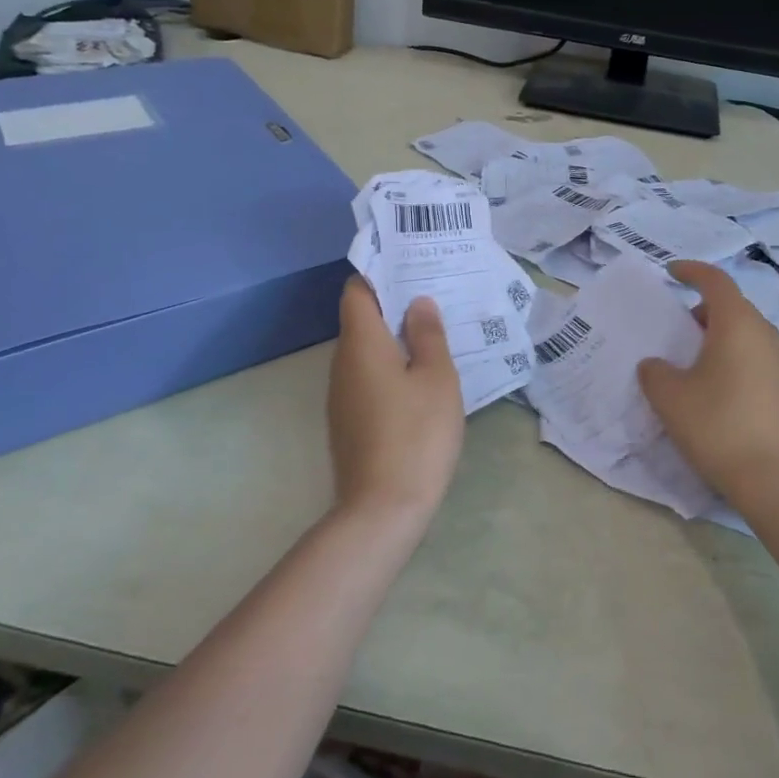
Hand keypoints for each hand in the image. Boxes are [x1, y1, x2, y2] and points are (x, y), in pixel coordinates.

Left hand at [326, 277, 465, 522]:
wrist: (383, 509)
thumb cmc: (416, 433)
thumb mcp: (436, 377)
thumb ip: (428, 334)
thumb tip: (418, 303)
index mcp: (361, 343)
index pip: (357, 290)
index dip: (380, 274)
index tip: (412, 268)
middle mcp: (342, 363)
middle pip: (362, 319)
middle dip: (395, 305)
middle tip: (435, 297)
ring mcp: (342, 395)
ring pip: (366, 351)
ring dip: (395, 338)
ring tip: (435, 334)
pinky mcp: (349, 421)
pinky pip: (368, 378)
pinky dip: (391, 368)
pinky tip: (421, 379)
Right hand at [637, 261, 778, 507]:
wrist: (774, 480)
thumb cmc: (717, 426)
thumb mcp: (669, 398)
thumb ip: (655, 372)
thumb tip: (656, 365)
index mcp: (737, 324)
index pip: (715, 281)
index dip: (692, 271)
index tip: (672, 272)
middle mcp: (769, 333)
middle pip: (736, 308)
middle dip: (708, 311)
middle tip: (685, 332)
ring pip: (757, 334)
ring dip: (733, 337)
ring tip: (714, 363)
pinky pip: (776, 359)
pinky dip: (757, 359)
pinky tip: (746, 384)